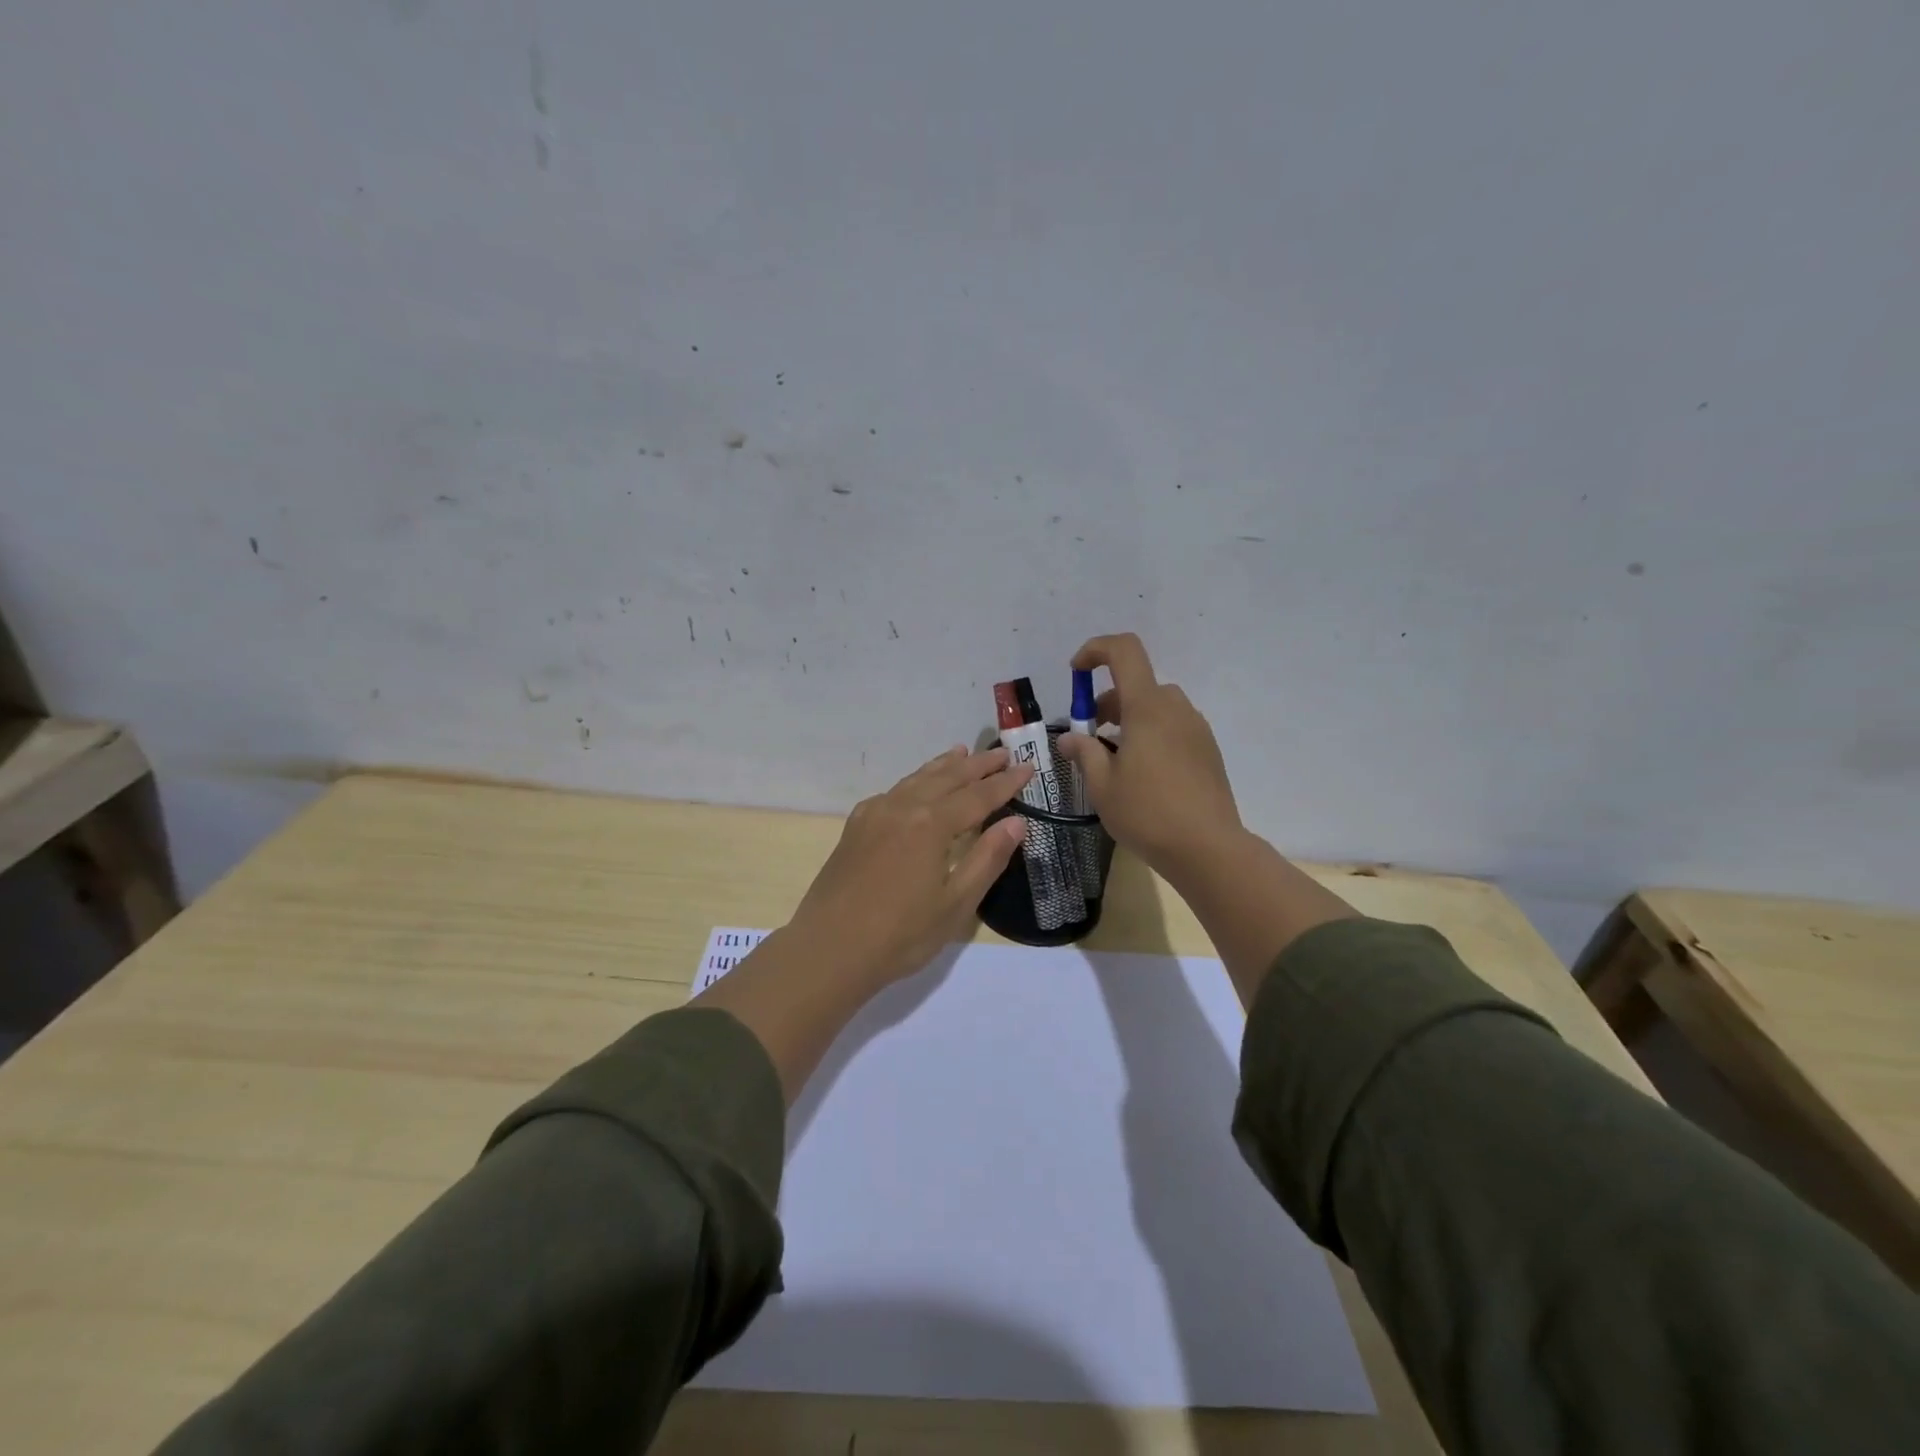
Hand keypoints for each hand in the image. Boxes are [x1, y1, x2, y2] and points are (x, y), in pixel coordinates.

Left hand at [788, 745, 1031, 986]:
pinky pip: (893, 792)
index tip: (1029, 768)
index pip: (978, 796)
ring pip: (916, 779)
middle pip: (947, 778)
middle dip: (977, 766)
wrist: (828, 950)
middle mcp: (902, 807)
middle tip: (1002, 753)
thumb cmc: (900, 935)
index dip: (1005, 784)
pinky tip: (916, 787)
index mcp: (931, 824)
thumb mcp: (955, 904)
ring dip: (943, 766)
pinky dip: (914, 781)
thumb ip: (987, 858)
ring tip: (961, 752)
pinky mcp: (855, 827)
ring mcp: (874, 814)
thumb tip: (1016, 822)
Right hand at [1057, 633, 1244, 885]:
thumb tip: (1070, 739)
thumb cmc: (1147, 813)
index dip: (1096, 650)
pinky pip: (1174, 727)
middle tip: (1091, 737)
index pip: (1124, 651)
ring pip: (1157, 707)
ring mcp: (1196, 729)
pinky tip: (1144, 775)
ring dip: (1130, 719)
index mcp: (1147, 707)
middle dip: (1108, 701)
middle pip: (1138, 684)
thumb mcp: (1102, 786)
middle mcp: (1175, 709)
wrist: (1208, 848)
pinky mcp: (1208, 750)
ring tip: (1115, 760)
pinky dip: (1152, 734)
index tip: (1075, 673)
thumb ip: (1084, 753)